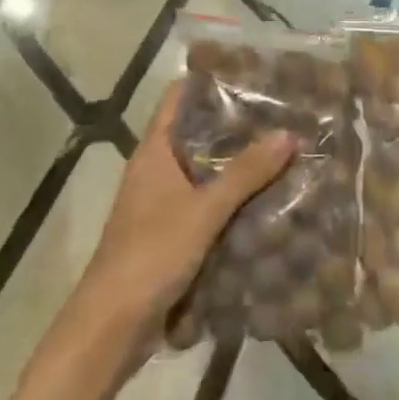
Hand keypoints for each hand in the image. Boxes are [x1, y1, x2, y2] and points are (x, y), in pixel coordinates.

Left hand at [68, 82, 295, 348]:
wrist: (110, 329)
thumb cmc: (151, 254)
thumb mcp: (204, 210)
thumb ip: (246, 173)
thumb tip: (288, 133)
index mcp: (155, 151)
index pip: (180, 97)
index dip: (210, 80)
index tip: (250, 71)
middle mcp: (156, 169)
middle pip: (197, 133)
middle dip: (235, 125)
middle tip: (279, 112)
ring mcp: (161, 203)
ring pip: (204, 171)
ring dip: (236, 165)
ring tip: (281, 150)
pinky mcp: (169, 235)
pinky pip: (205, 205)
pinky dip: (230, 200)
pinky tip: (265, 201)